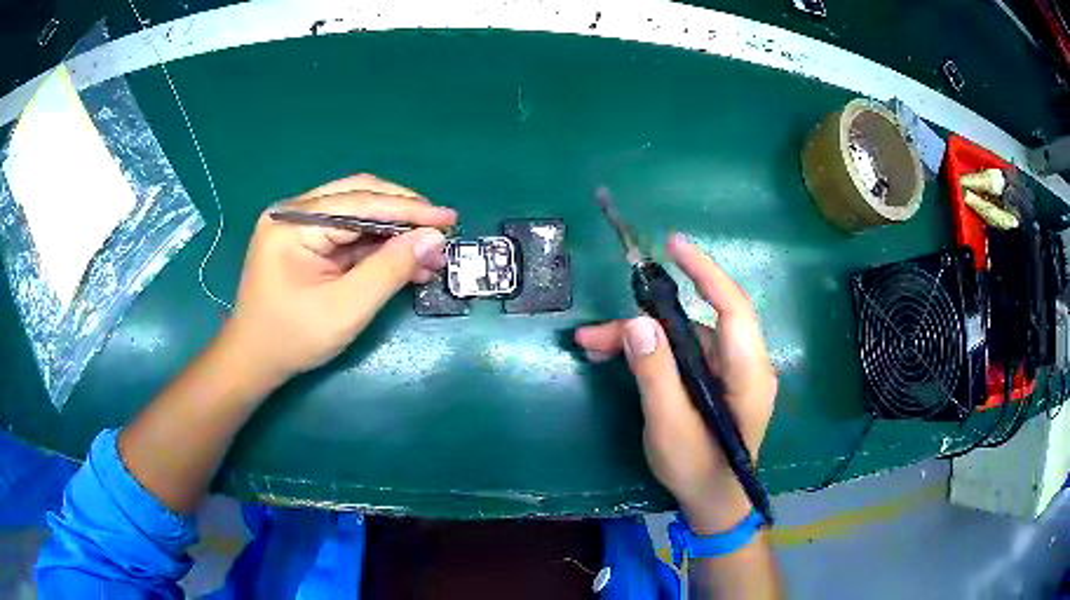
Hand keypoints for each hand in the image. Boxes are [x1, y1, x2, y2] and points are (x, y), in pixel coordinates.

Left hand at [222, 174, 456, 386]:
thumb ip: (389, 269)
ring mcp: (299, 225)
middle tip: (440, 231)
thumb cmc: (293, 338)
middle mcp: (295, 212)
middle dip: (403, 214)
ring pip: (358, 214)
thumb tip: (432, 237)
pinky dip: (378, 246)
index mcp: (294, 221)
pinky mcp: (306, 241)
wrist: (254, 361)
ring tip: (429, 253)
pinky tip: (404, 261)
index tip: (449, 218)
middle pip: (359, 197)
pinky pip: (349, 233)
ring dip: (394, 231)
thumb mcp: (346, 308)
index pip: (360, 202)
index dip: (409, 209)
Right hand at [575, 234, 775, 532]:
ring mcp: (730, 372)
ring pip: (685, 338)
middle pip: (697, 324)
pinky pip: (683, 354)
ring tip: (594, 346)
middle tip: (597, 333)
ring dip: (640, 338)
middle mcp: (744, 365)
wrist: (713, 502)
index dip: (707, 272)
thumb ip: (656, 374)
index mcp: (749, 374)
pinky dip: (651, 353)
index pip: (733, 308)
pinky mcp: (716, 380)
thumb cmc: (697, 470)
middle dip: (647, 321)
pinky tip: (616, 356)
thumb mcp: (670, 427)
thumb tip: (637, 323)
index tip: (674, 246)